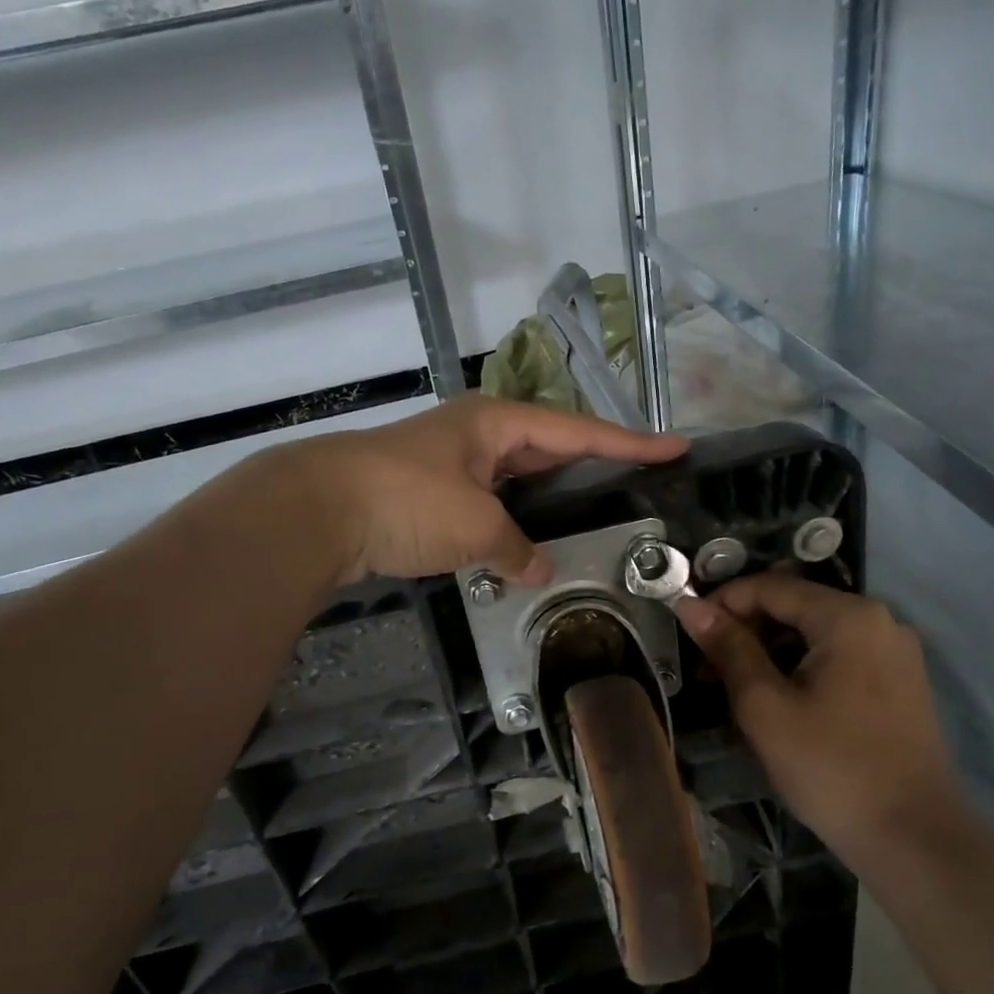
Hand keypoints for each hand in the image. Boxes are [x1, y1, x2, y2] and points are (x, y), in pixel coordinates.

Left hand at [286, 395, 686, 585]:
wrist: (316, 511)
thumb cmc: (405, 501)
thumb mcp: (475, 526)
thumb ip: (516, 549)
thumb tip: (537, 570)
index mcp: (498, 423)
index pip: (579, 432)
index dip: (631, 443)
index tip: (677, 447)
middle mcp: (480, 434)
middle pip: (552, 448)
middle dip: (596, 465)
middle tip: (641, 482)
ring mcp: (454, 463)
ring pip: (520, 478)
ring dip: (553, 497)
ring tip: (598, 513)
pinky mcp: (432, 494)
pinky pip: (492, 502)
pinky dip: (515, 521)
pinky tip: (533, 542)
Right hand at [675, 574, 962, 859]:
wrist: (913, 839)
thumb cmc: (830, 767)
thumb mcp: (765, 706)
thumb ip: (728, 648)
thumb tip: (690, 605)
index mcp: (848, 616)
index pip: (770, 587)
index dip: (722, 603)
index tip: (689, 635)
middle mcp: (879, 620)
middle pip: (794, 607)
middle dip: (746, 632)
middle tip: (709, 672)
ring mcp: (895, 652)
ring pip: (815, 635)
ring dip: (771, 653)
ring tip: (736, 692)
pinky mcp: (901, 682)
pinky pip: (839, 657)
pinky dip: (802, 669)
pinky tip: (779, 703)